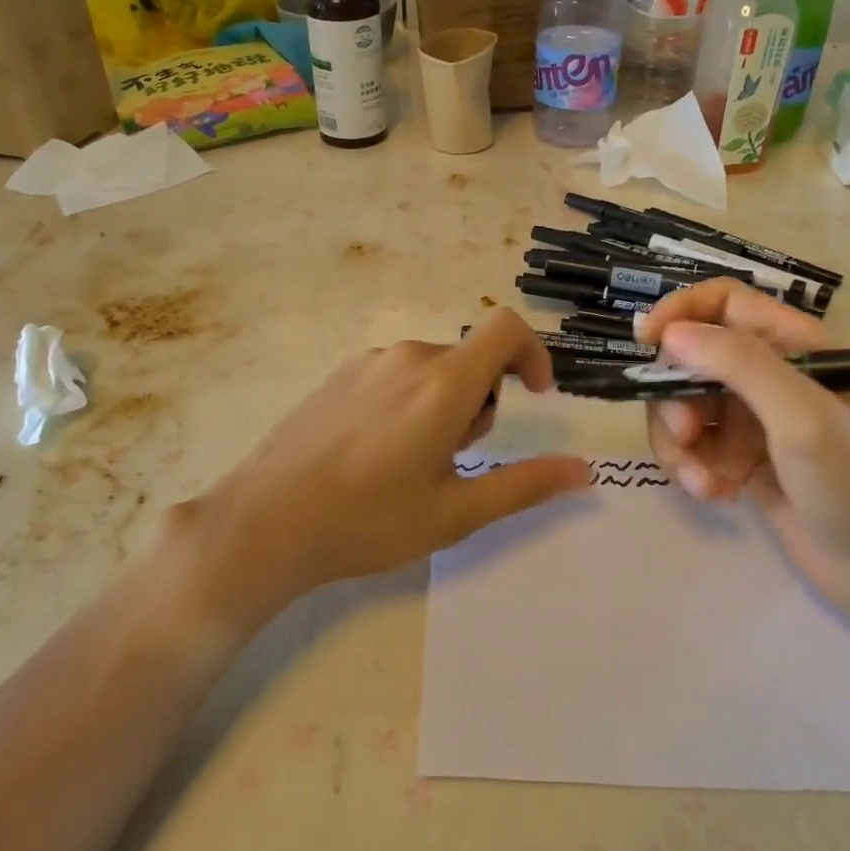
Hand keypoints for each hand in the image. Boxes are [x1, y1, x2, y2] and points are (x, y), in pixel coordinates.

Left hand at [173, 310, 589, 620]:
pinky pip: (395, 374)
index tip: (534, 396)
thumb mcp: (455, 512)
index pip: (506, 329)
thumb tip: (584, 469)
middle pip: (470, 358)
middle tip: (454, 459)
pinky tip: (375, 454)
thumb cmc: (368, 521)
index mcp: (442, 383)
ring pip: (432, 368)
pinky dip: (409, 401)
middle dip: (481, 401)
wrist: (265, 521)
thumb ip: (525, 485)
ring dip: (444, 404)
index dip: (533, 353)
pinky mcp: (338, 375)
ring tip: (411, 464)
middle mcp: (407, 358)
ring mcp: (367, 363)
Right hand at [635, 280, 849, 614]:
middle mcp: (769, 374)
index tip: (648, 342)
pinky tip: (714, 494)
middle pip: (691, 359)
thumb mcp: (801, 416)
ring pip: (683, 406)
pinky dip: (691, 467)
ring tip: (702, 482)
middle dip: (676, 397)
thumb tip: (670, 334)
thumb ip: (739, 365)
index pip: (724, 302)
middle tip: (685, 435)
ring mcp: (751, 418)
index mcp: (794, 345)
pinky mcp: (738, 458)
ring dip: (679, 442)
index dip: (682, 310)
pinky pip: (692, 446)